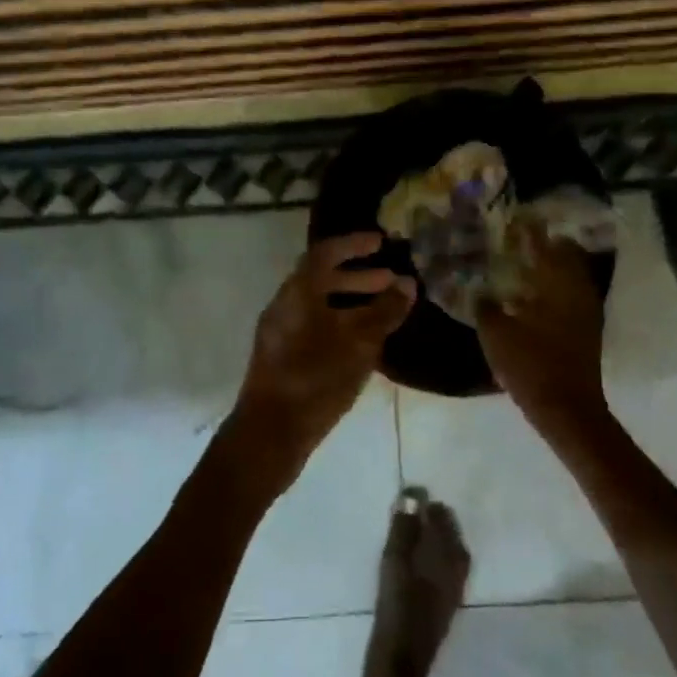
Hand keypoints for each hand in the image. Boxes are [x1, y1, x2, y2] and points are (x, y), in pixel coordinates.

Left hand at [229, 233, 416, 494]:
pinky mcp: (282, 357)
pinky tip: (364, 344)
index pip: (325, 253)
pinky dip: (340, 323)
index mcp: (297, 293)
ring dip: (351, 302)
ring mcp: (280, 333)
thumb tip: (407, 284)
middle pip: (321, 278)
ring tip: (384, 314)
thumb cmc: (315, 380)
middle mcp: (285, 306)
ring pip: (319, 305)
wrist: (270, 433)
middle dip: (358, 276)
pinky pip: (315, 327)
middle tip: (391, 281)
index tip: (381, 242)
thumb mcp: (358, 344)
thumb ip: (384, 312)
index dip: (354, 244)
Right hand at [476, 227, 608, 435]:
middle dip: (545, 245)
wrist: (566, 409)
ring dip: (550, 268)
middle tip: (519, 240)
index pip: (545, 245)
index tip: (517, 217)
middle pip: (566, 256)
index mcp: (558, 285)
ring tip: (522, 265)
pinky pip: (569, 296)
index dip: (530, 230)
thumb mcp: (496, 334)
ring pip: (570, 277)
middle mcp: (578, 291)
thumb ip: (486, 306)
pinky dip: (552, 290)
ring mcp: (586, 312)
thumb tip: (479, 291)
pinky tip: (531, 297)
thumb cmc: (531, 366)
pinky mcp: (585, 330)